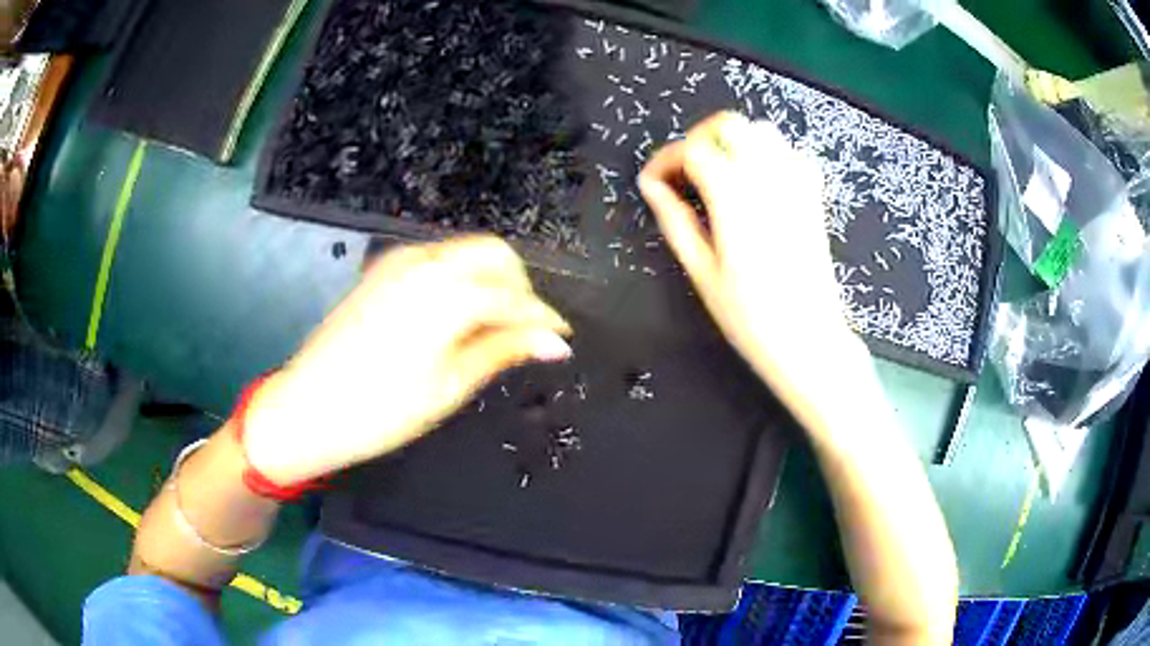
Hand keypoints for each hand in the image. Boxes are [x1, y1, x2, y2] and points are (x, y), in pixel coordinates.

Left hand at [243, 236, 571, 484]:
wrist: (308, 407)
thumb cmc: (381, 410)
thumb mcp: (449, 386)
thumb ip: (503, 350)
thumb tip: (554, 341)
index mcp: (447, 294)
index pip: (514, 296)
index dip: (544, 317)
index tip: (562, 338)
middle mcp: (426, 262)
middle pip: (495, 253)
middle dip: (519, 287)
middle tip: (524, 332)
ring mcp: (400, 261)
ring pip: (466, 252)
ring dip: (490, 281)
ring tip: (492, 329)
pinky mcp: (383, 269)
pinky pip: (438, 260)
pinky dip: (460, 279)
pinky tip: (455, 316)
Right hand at [639, 112, 869, 437]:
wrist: (809, 339)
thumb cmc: (750, 317)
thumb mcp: (702, 272)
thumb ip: (675, 220)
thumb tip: (652, 186)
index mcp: (734, 197)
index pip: (693, 150)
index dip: (666, 159)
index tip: (654, 182)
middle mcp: (767, 178)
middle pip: (730, 125)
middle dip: (700, 137)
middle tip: (685, 170)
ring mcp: (796, 184)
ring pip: (763, 131)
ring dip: (735, 142)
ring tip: (719, 174)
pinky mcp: (814, 197)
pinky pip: (792, 153)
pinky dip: (770, 154)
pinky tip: (758, 182)